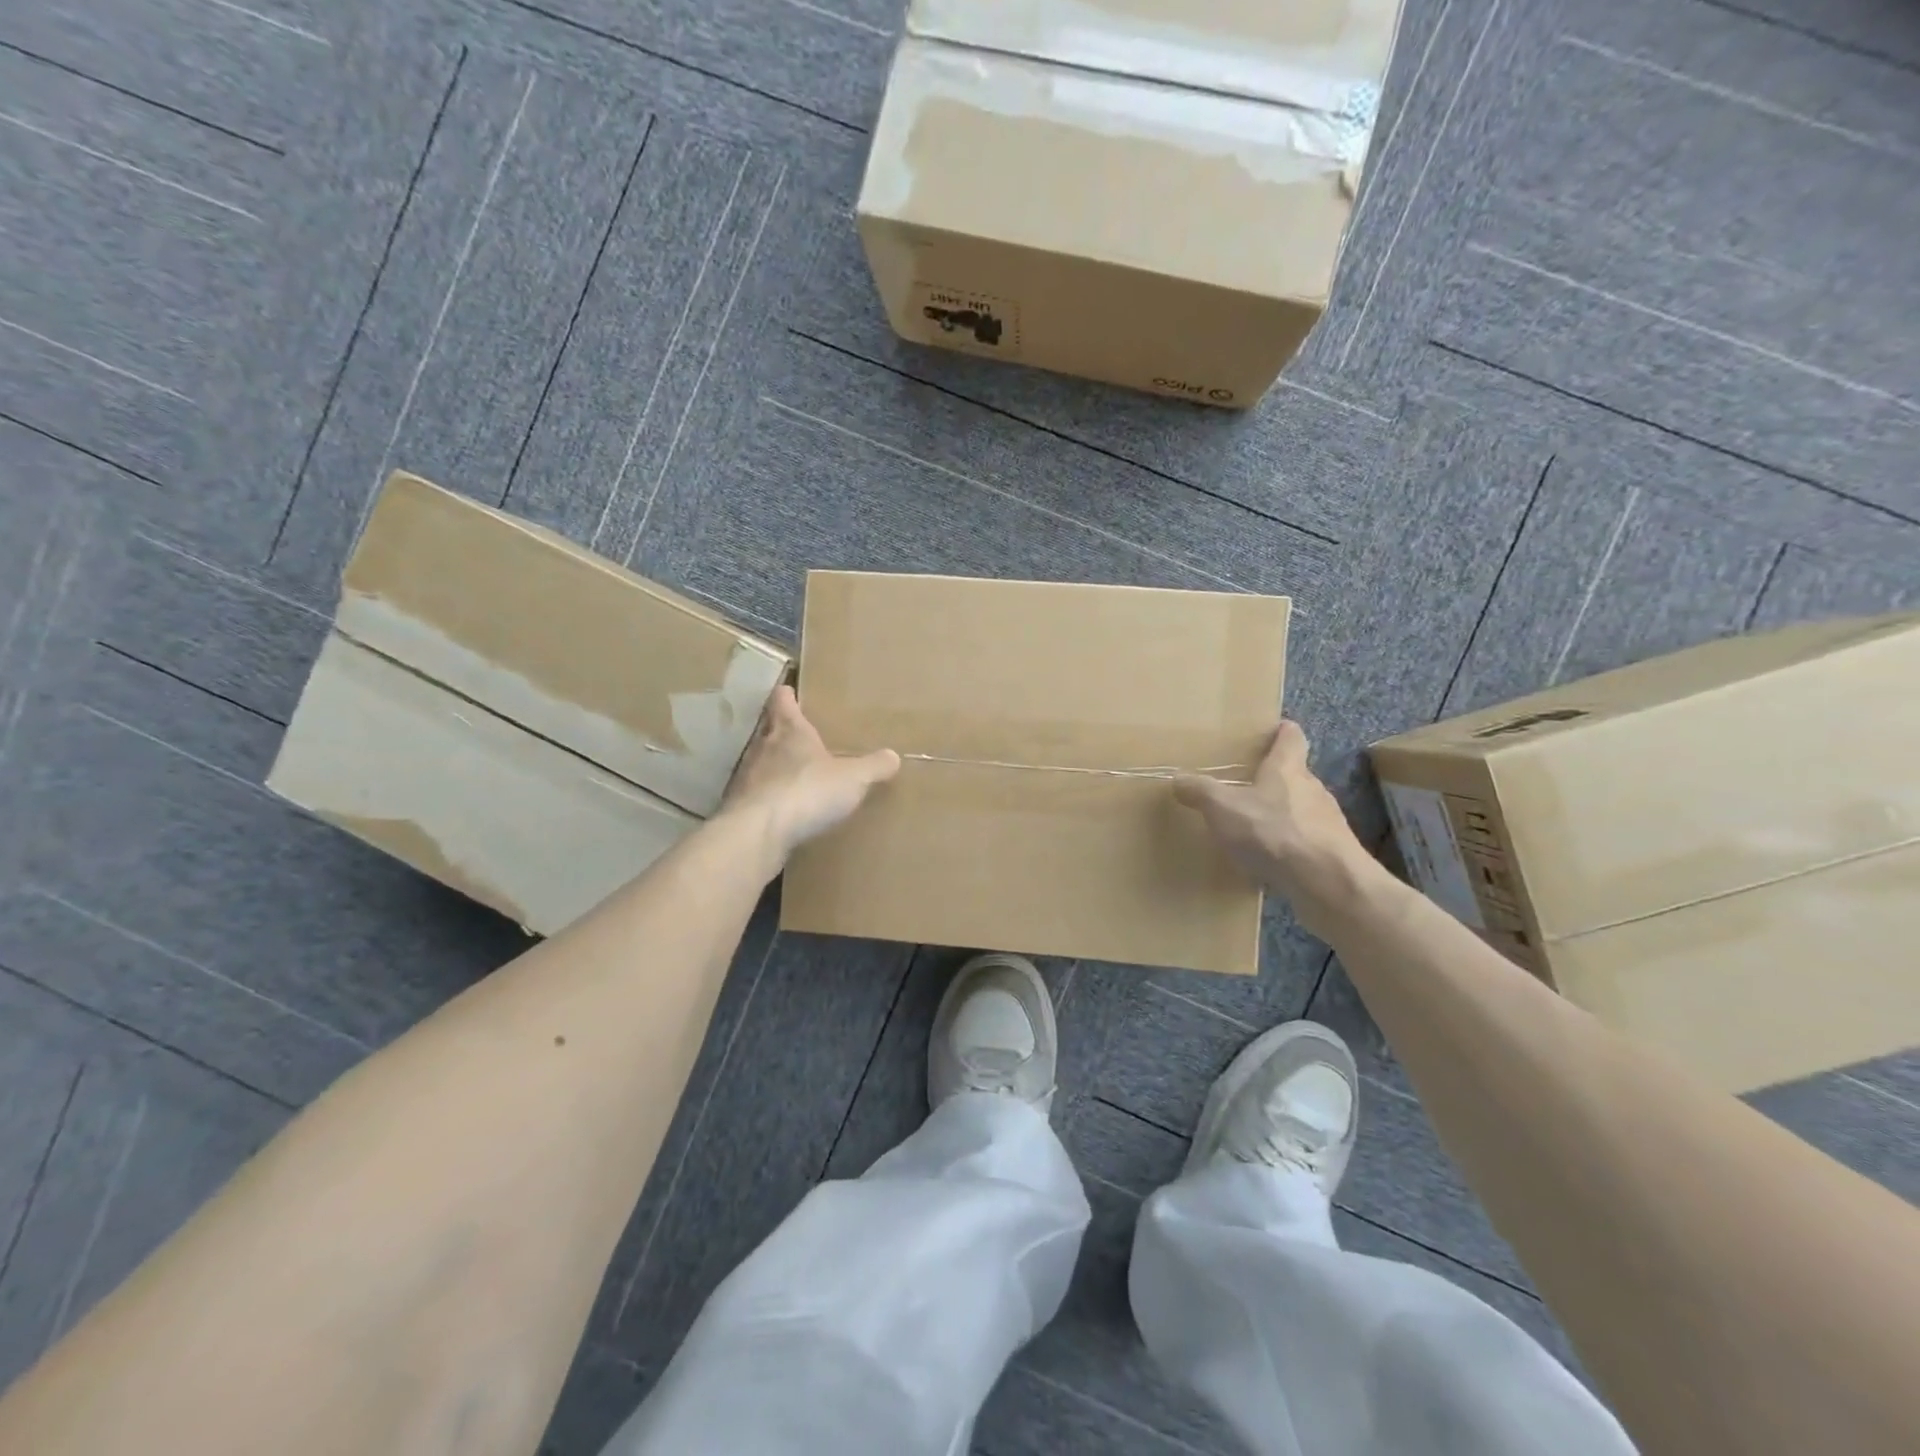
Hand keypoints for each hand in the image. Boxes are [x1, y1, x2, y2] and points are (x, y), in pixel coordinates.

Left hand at [721, 686, 899, 863]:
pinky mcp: (739, 806)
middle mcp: (763, 746)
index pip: (782, 700)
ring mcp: (746, 776)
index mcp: (790, 729)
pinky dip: (767, 798)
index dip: (787, 694)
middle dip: (781, 730)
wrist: (758, 832)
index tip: (790, 691)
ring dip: (773, 766)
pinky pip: (755, 795)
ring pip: (759, 762)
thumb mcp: (853, 778)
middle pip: (768, 729)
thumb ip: (874, 766)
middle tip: (800, 734)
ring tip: (793, 775)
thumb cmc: (808, 790)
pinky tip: (782, 810)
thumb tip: (893, 756)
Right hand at [1173, 721, 1376, 929]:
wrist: (1327, 882)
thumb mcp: (1223, 809)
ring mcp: (1328, 822)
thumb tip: (1178, 778)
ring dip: (1281, 814)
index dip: (1282, 732)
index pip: (1291, 737)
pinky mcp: (1333, 852)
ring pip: (1302, 809)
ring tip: (1255, 828)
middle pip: (1295, 775)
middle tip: (1247, 786)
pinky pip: (1306, 841)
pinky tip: (1271, 861)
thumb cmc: (1274, 832)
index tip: (1273, 730)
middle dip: (1274, 779)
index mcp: (1287, 769)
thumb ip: (1200, 791)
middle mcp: (1312, 788)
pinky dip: (1290, 845)